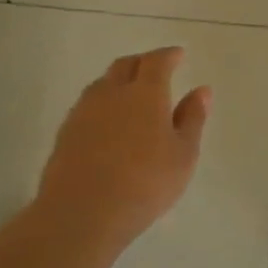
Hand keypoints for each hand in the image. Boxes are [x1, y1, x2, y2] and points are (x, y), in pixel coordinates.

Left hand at [31, 47, 210, 257]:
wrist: (81, 213)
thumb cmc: (145, 183)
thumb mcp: (183, 154)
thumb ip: (192, 118)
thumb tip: (202, 90)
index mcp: (146, 93)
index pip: (157, 61)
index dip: (169, 55)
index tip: (178, 54)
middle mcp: (112, 93)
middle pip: (125, 65)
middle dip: (143, 62)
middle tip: (156, 69)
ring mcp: (84, 111)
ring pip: (103, 83)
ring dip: (119, 81)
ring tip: (131, 94)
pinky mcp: (66, 132)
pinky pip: (87, 105)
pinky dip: (103, 103)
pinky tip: (108, 121)